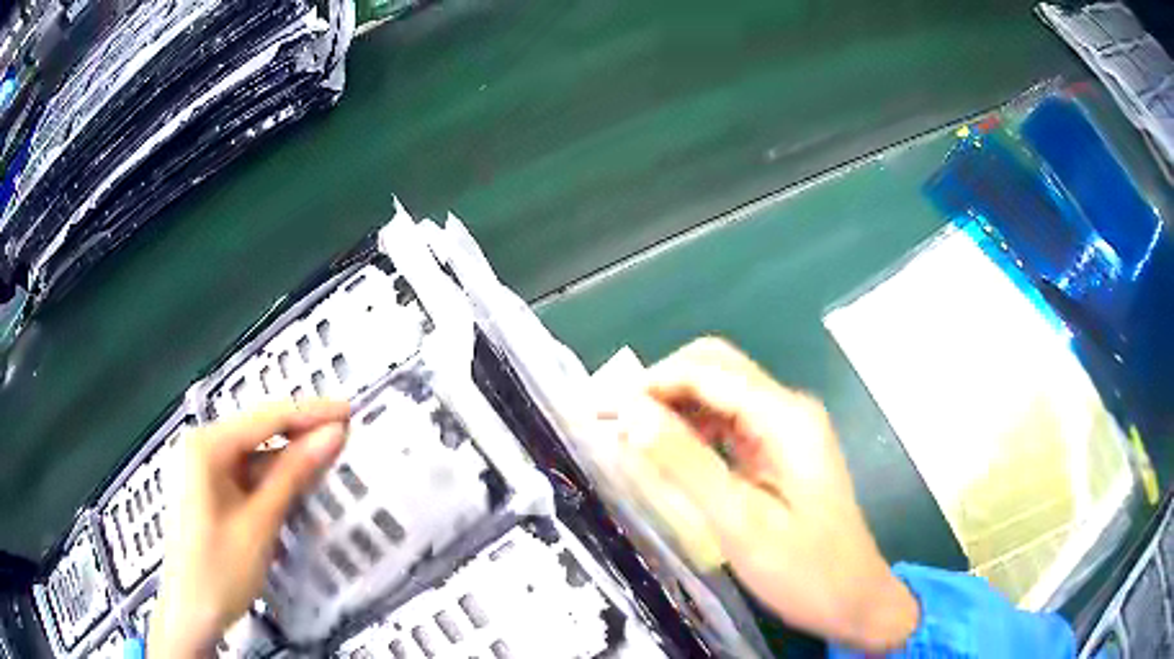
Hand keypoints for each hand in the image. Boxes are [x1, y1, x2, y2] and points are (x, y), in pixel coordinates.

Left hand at [149, 400, 349, 657]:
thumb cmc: (219, 570)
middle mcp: (201, 447)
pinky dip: (273, 486)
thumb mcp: (260, 523)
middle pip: (259, 434)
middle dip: (301, 438)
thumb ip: (294, 475)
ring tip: (329, 466)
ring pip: (255, 459)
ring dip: (289, 466)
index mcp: (206, 445)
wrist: (190, 615)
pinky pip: (246, 479)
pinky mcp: (208, 492)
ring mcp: (202, 470)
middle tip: (346, 438)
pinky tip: (296, 492)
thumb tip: (333, 434)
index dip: (310, 413)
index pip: (266, 418)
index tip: (350, 410)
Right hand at [627, 338, 917, 651]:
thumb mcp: (741, 523)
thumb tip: (632, 413)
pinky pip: (727, 424)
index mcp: (785, 418)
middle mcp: (787, 409)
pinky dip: (691, 430)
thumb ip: (686, 465)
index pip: (706, 373)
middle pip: (714, 369)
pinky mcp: (778, 451)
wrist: (853, 598)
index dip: (650, 384)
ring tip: (629, 439)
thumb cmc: (804, 569)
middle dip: (659, 386)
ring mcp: (785, 429)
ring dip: (672, 407)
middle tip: (613, 423)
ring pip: (718, 393)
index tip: (601, 413)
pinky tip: (667, 455)